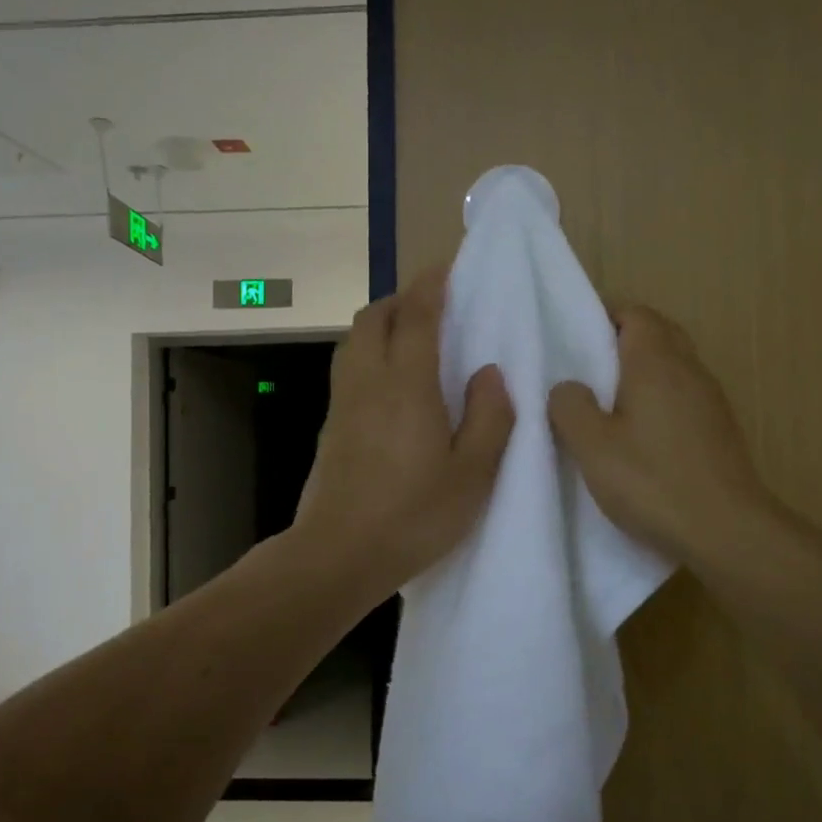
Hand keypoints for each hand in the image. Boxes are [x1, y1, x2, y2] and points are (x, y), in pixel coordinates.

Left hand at [295, 270, 513, 594]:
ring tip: (414, 340)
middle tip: (436, 307)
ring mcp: (343, 402)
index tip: (449, 267)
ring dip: (383, 324)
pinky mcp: (331, 425)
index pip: (417, 314)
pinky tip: (392, 384)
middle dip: (404, 299)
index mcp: (408, 384)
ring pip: (356, 339)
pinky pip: (349, 367)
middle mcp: (369, 380)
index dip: (433, 284)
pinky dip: (370, 353)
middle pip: (375, 316)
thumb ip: (490, 417)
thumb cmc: (414, 515)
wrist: (339, 554)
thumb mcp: (474, 474)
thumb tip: (489, 373)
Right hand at [549, 305, 775, 568]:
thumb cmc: (652, 481)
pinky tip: (642, 438)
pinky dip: (661, 401)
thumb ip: (569, 406)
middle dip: (623, 343)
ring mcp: (711, 400)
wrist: (726, 530)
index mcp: (656, 362)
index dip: (604, 318)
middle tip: (587, 373)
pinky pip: (684, 397)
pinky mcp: (720, 430)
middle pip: (658, 335)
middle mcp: (689, 369)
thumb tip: (567, 387)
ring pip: (673, 367)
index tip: (575, 341)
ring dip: (643, 375)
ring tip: (608, 406)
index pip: (635, 313)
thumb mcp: (592, 446)